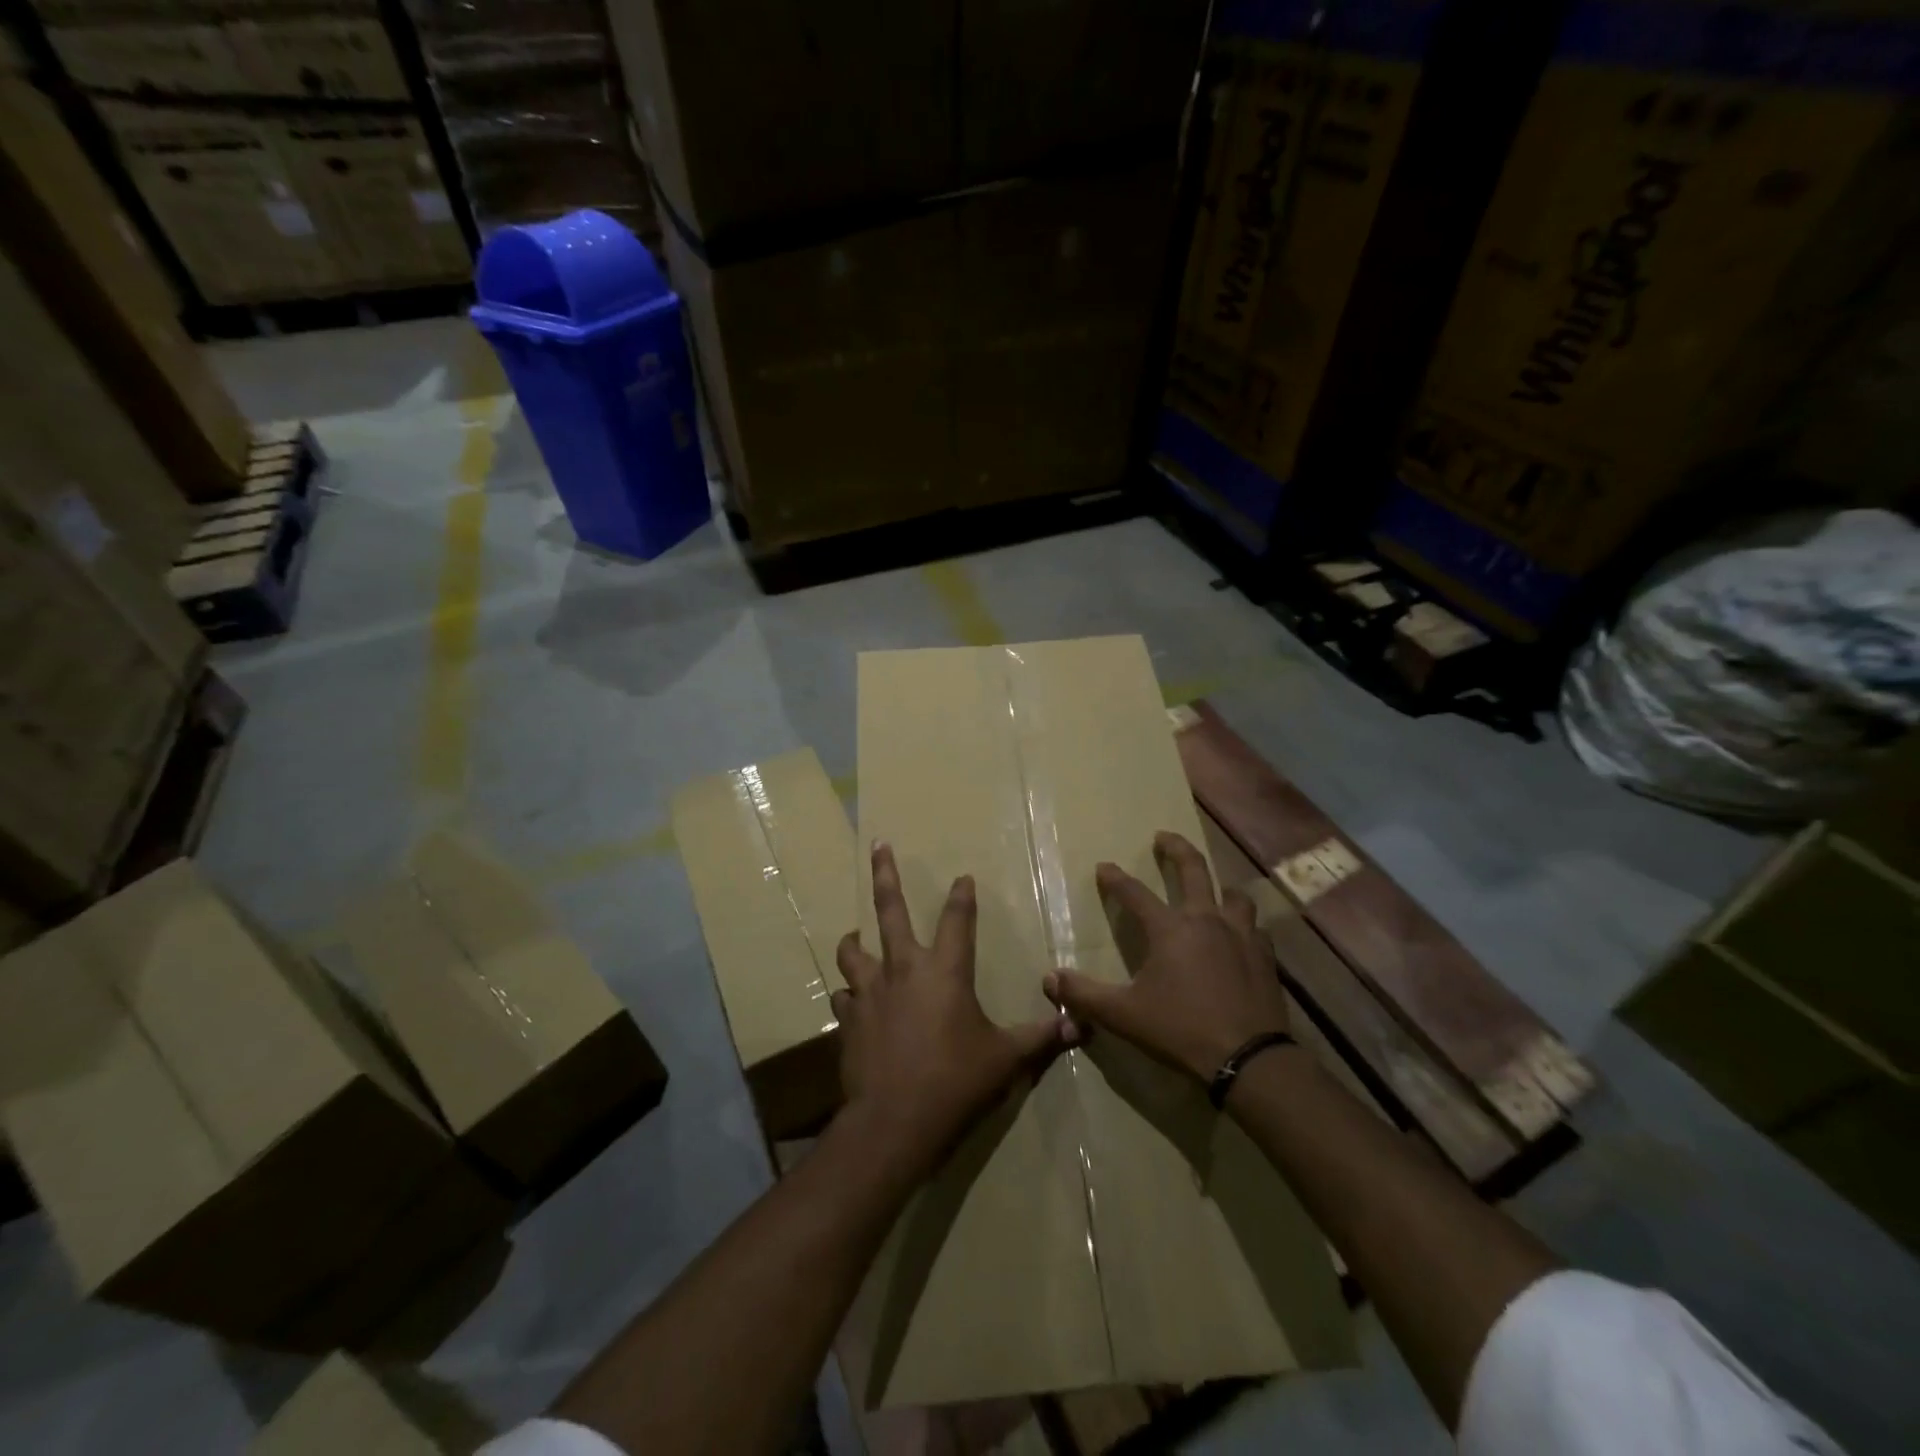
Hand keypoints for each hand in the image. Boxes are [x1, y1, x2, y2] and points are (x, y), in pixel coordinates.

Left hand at [833, 842, 1073, 1179]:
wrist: (895, 1121)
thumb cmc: (957, 1081)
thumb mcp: (1007, 1059)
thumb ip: (1041, 1037)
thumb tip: (1080, 1026)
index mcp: (945, 971)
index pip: (957, 919)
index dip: (961, 895)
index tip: (962, 877)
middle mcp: (903, 969)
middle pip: (890, 910)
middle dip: (885, 874)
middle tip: (878, 845)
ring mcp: (870, 992)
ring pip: (854, 949)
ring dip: (855, 940)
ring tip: (856, 935)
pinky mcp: (848, 1019)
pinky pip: (844, 996)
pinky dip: (849, 993)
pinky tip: (852, 1000)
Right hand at [1045, 831, 1289, 1082]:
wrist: (1249, 1058)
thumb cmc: (1180, 1029)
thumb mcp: (1123, 1015)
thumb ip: (1084, 994)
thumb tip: (1050, 978)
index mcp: (1169, 929)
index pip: (1135, 893)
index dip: (1116, 879)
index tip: (1104, 867)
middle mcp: (1206, 920)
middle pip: (1193, 869)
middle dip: (1176, 849)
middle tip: (1164, 837)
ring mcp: (1241, 936)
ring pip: (1233, 895)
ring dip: (1219, 887)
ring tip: (1212, 889)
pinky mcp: (1265, 957)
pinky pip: (1255, 929)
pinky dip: (1244, 925)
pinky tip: (1241, 936)